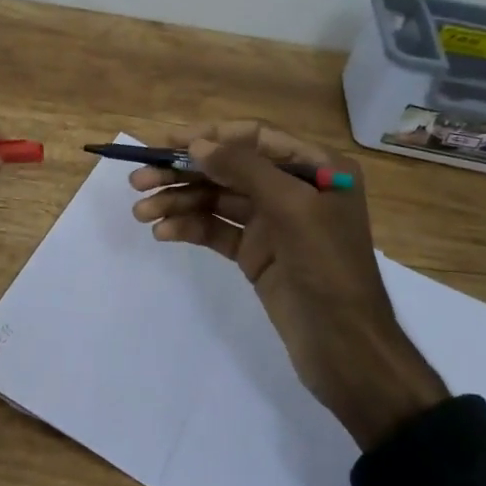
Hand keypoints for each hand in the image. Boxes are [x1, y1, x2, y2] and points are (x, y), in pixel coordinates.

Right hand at [129, 120, 448, 448]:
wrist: (347, 350)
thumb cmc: (329, 269)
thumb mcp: (293, 209)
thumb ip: (245, 170)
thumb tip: (197, 144)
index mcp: (316, 168)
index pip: (255, 137)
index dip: (210, 136)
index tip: (167, 142)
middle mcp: (293, 188)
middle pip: (228, 168)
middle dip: (183, 172)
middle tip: (138, 180)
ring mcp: (273, 223)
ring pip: (217, 200)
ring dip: (178, 202)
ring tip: (141, 212)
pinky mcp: (256, 253)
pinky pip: (217, 230)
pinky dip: (190, 227)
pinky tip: (163, 232)